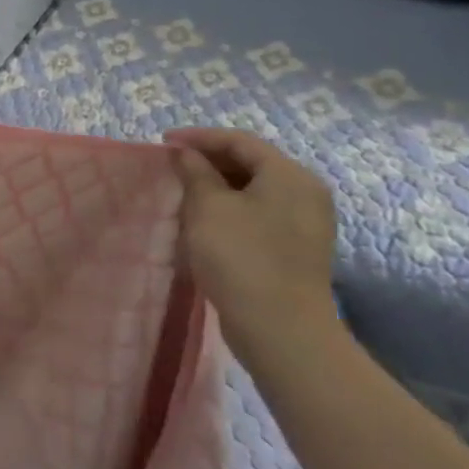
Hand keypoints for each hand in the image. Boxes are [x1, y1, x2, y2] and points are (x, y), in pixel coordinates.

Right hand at [164, 127, 340, 359]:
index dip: (198, 137)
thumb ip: (196, 171)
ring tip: (184, 190)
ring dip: (218, 184)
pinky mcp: (297, 248)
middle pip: (251, 162)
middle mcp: (305, 193)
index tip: (163, 142)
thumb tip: (187, 154)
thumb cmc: (241, 257)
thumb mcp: (208, 207)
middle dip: (209, 160)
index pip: (239, 140)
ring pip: (255, 189)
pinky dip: (232, 206)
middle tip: (172, 165)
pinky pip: (260, 212)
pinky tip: (206, 219)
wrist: (281, 331)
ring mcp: (305, 223)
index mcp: (289, 175)